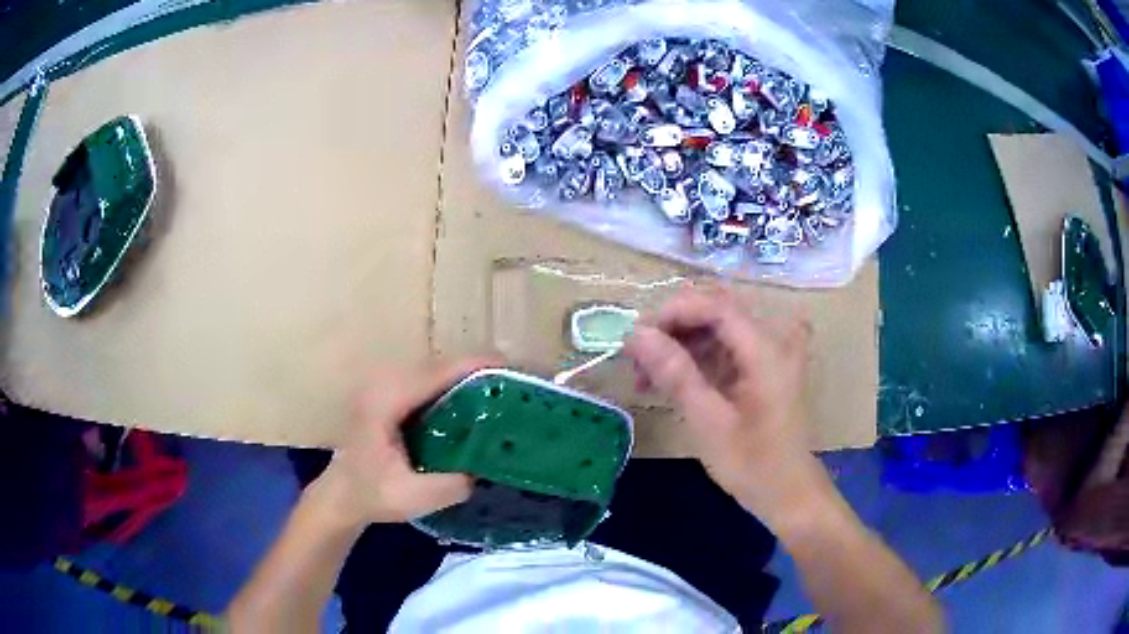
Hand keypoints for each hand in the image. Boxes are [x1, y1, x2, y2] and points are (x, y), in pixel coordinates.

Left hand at [310, 359, 496, 528]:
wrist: (340, 494)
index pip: (438, 372)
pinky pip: (428, 380)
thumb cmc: (371, 495)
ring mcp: (384, 384)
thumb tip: (489, 468)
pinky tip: (474, 401)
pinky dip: (453, 385)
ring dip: (467, 376)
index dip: (476, 366)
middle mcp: (384, 382)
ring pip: (435, 369)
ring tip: (502, 391)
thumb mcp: (412, 497)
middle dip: (479, 370)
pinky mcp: (389, 393)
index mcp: (386, 400)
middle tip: (515, 386)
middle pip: (440, 364)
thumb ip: (452, 484)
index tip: (513, 369)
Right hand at [623, 287, 821, 527]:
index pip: (715, 305)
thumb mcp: (708, 421)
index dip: (672, 312)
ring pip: (718, 325)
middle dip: (672, 327)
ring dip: (680, 343)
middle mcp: (774, 338)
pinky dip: (696, 357)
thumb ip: (674, 373)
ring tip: (647, 375)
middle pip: (716, 309)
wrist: (789, 492)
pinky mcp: (765, 365)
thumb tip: (635, 335)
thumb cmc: (752, 464)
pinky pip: (726, 345)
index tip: (636, 338)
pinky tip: (672, 380)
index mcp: (767, 349)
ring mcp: (772, 350)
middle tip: (637, 358)